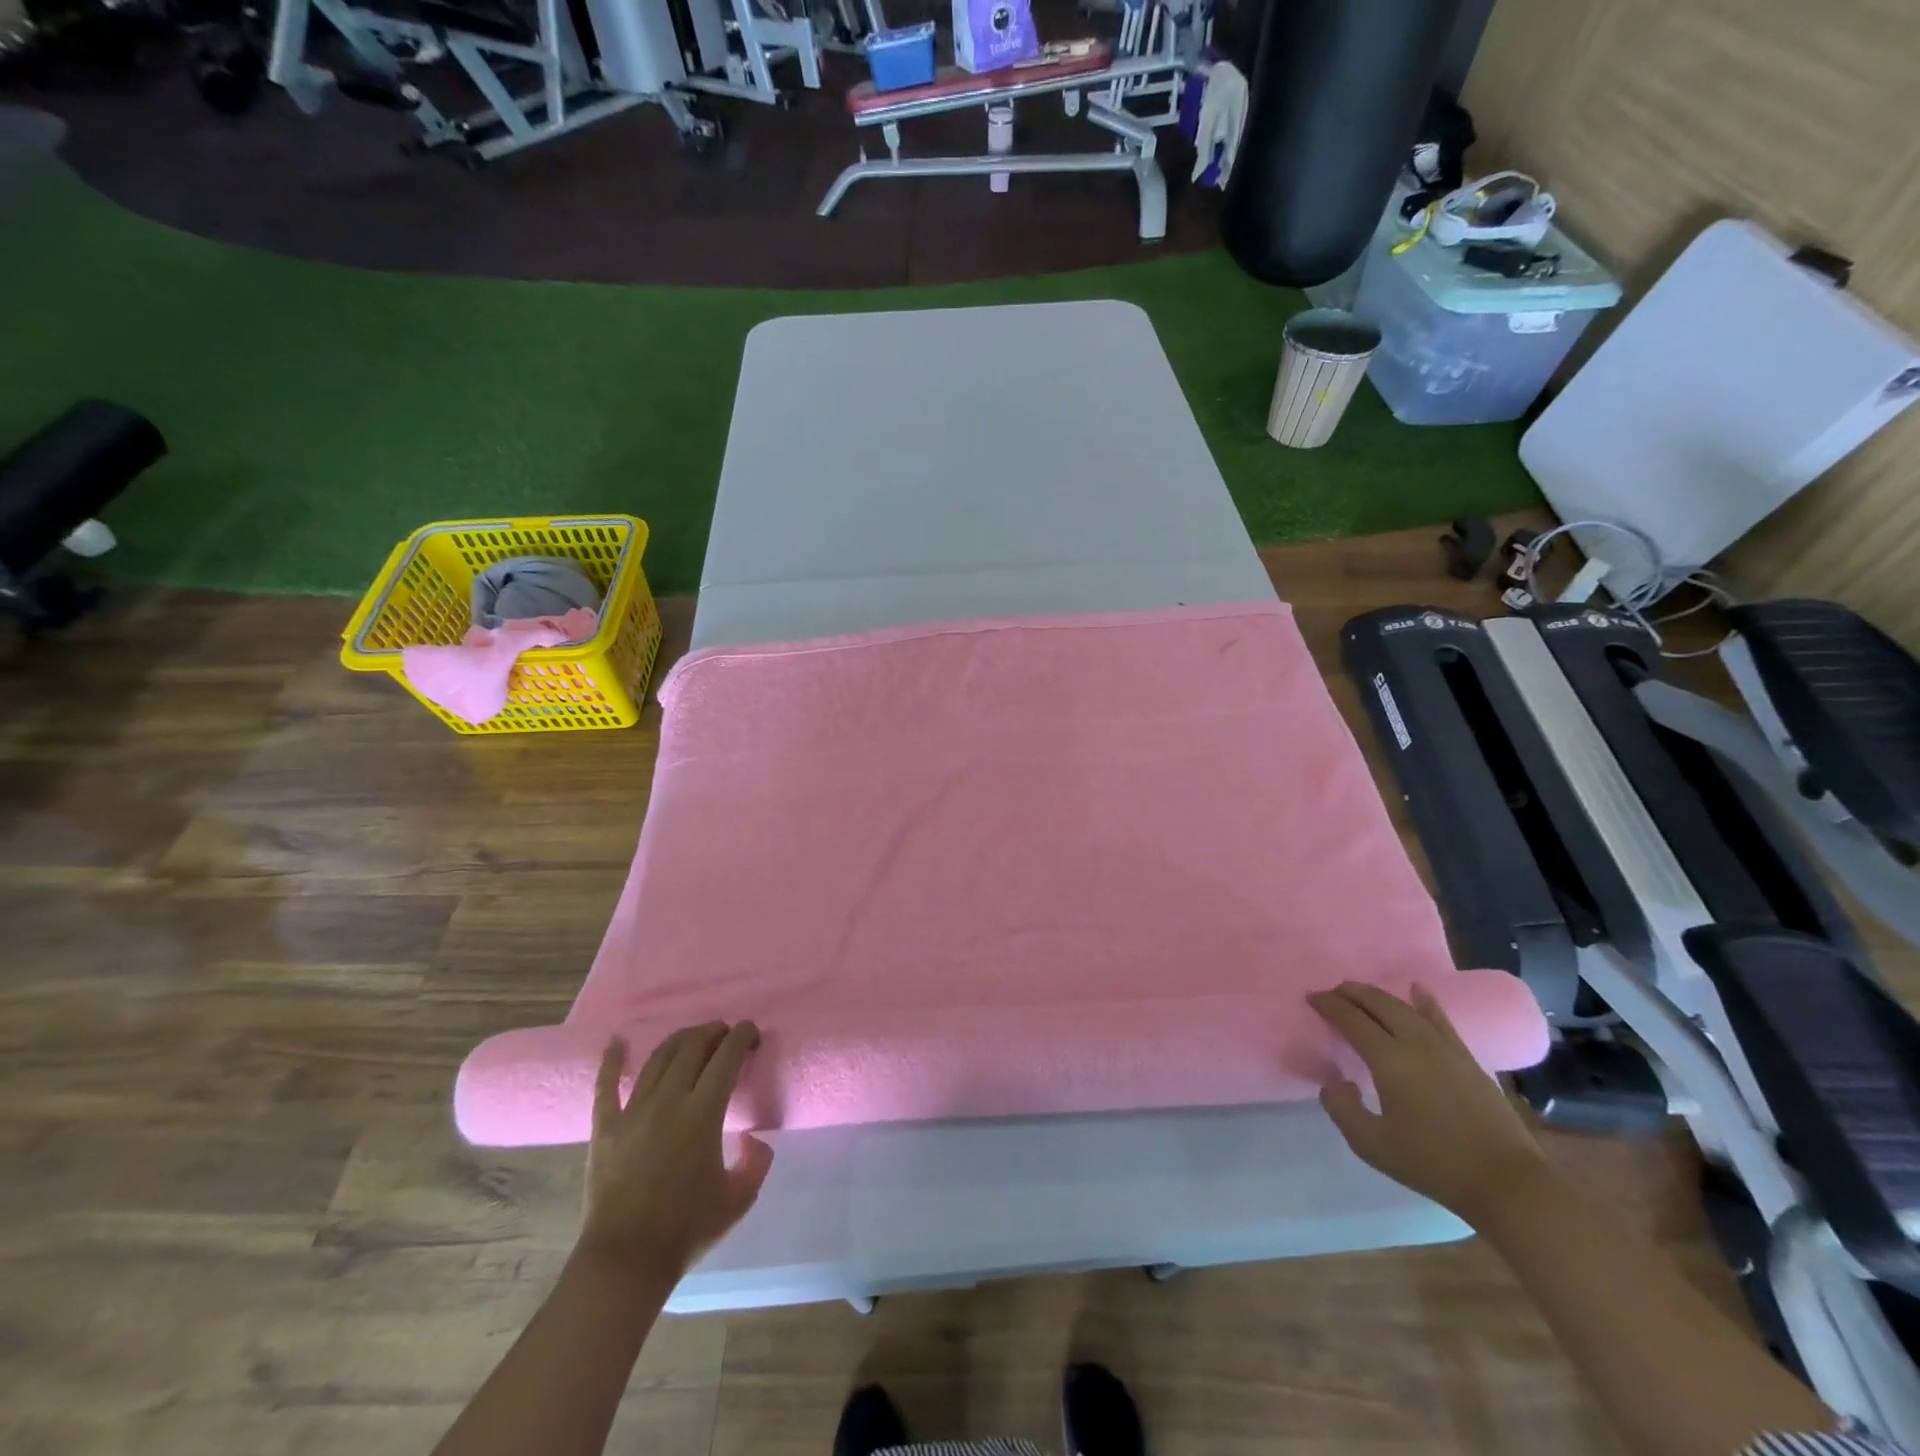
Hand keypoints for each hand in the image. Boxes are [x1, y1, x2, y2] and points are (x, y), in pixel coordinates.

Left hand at [579, 1022, 773, 1281]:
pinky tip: (617, 1041)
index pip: (726, 1057)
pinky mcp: (605, 1128)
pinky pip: (607, 1086)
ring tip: (694, 1037)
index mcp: (703, 1113)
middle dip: (714, 1032)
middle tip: (726, 1034)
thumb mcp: (739, 1199)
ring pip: (658, 1058)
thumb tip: (753, 1136)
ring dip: (680, 1040)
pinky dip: (612, 1060)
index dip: (742, 1037)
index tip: (751, 1033)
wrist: (626, 1264)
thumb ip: (757, 1161)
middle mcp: (669, 1101)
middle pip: (692, 1047)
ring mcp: (633, 1112)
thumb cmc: (686, 1230)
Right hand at [1308, 982, 1548, 1224]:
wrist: (1507, 1183)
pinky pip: (1441, 1019)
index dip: (1329, 1005)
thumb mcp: (1372, 1145)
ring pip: (1406, 1008)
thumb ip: (1342, 1109)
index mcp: (1389, 1060)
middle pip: (1379, 1005)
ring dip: (1380, 996)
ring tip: (1363, 992)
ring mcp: (1446, 1048)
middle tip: (1333, 992)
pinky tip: (1418, 990)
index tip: (1312, 998)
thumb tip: (1334, 1081)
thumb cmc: (1434, 1164)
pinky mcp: (1468, 1059)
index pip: (1352, 1019)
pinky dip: (1425, 1001)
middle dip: (1352, 993)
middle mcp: (1416, 1043)